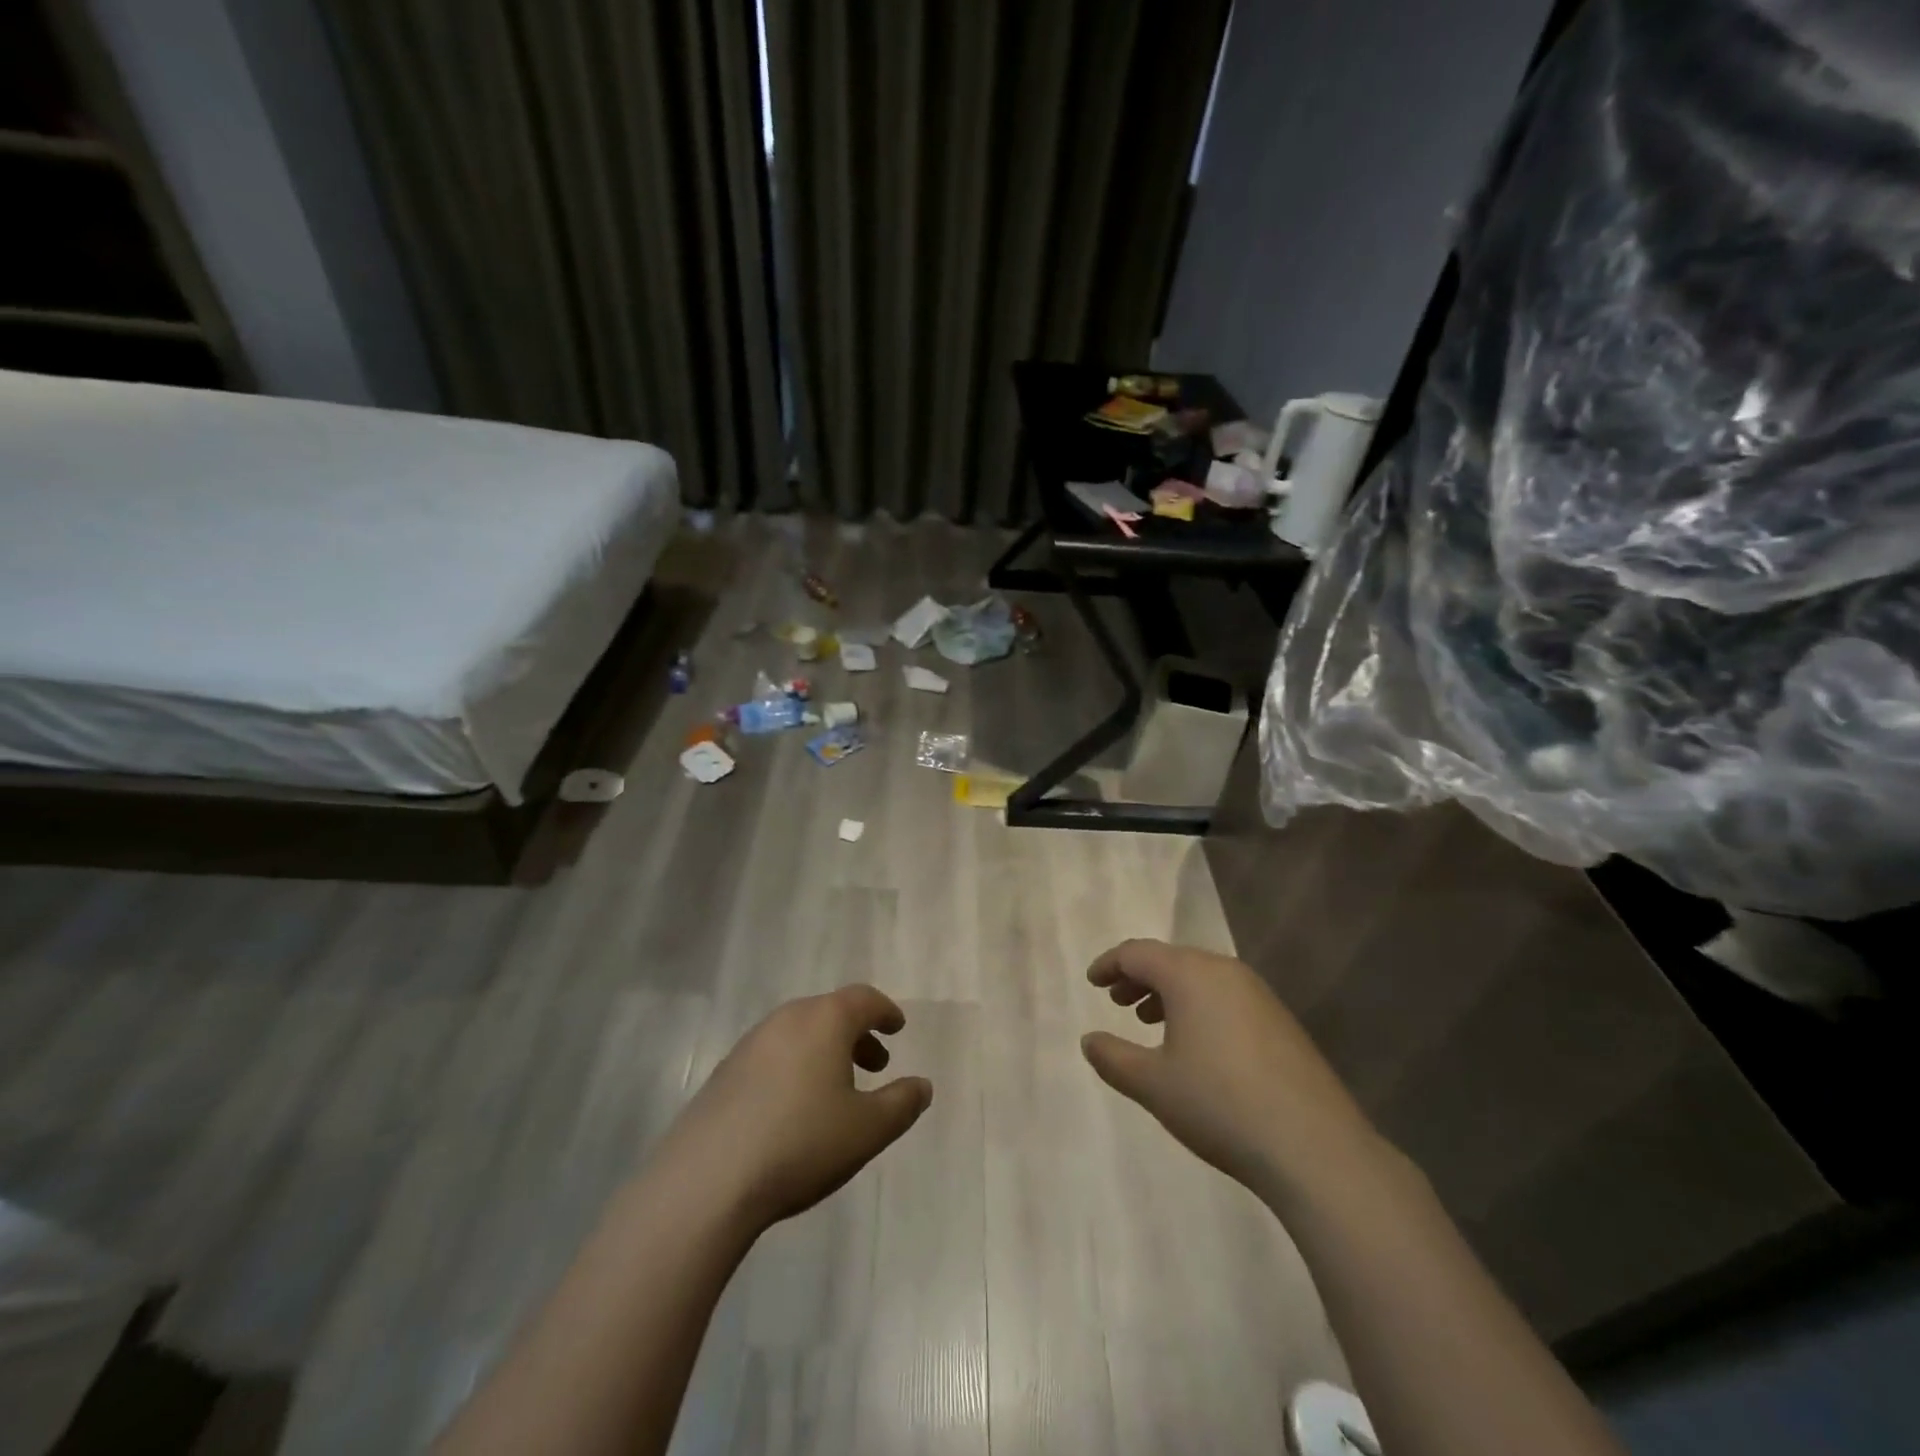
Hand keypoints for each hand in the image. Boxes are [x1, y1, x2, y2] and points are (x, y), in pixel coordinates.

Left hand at [654, 985, 932, 1233]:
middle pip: (829, 1013)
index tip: (897, 1027)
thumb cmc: (801, 1143)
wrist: (707, 1181)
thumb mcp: (868, 1129)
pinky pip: (772, 1056)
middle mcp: (786, 1020)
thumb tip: (922, 1085)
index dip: (885, 1011)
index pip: (863, 999)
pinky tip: (794, 1110)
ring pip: (799, 1034)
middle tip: (875, 1064)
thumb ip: (902, 1103)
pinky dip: (795, 1067)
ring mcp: (749, 1044)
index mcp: (824, 1020)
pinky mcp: (724, 1074)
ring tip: (837, 1091)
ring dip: (825, 1052)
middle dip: (856, 1034)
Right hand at [1081, 939, 1378, 1203]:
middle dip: (1139, 978)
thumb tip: (1089, 1040)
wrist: (1314, 1147)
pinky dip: (1199, 1007)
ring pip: (1200, 978)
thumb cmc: (1219, 1104)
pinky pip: (1226, 997)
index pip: (1137, 953)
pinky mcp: (1281, 1021)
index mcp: (1189, 974)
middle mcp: (1224, 971)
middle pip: (1171, 960)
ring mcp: (1258, 994)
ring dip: (1169, 993)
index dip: (1109, 964)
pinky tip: (1196, 1045)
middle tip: (1117, 1002)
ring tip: (1149, 1022)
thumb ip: (1113, 1057)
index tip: (1092, 982)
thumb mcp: (1153, 1084)